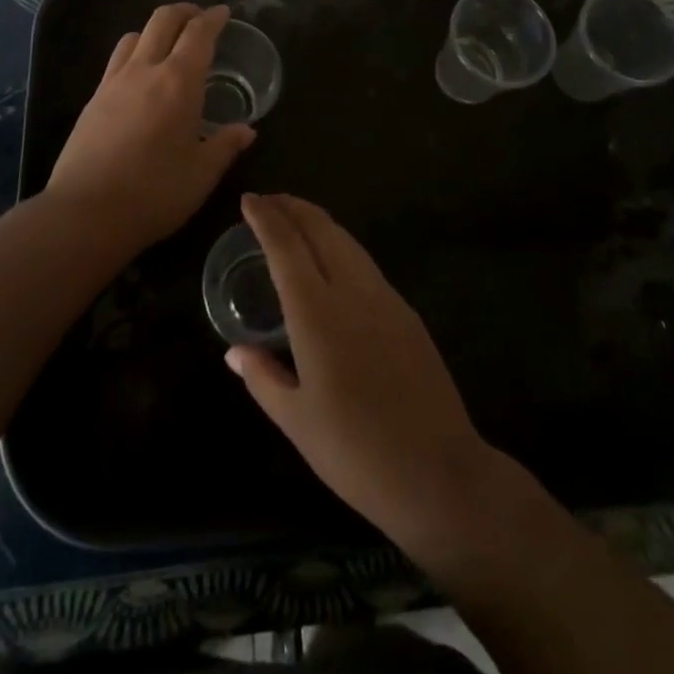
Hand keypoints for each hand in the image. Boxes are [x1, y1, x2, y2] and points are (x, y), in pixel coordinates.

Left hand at [44, 4, 255, 253]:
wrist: (85, 214)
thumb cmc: (154, 193)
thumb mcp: (201, 174)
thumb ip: (226, 146)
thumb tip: (247, 131)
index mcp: (178, 82)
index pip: (198, 34)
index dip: (214, 18)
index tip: (224, 13)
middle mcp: (144, 71)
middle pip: (162, 20)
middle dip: (185, 11)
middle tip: (201, 19)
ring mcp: (113, 82)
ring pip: (135, 35)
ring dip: (156, 30)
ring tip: (169, 46)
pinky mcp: (92, 99)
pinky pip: (117, 60)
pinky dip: (135, 52)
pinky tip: (141, 77)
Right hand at [226, 193, 497, 551]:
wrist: (438, 472)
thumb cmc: (355, 452)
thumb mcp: (296, 421)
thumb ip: (262, 377)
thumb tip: (234, 351)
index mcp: (317, 313)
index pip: (286, 246)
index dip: (266, 218)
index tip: (248, 200)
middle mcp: (352, 291)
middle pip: (321, 229)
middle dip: (292, 207)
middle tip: (268, 201)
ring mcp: (386, 298)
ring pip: (347, 241)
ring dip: (318, 222)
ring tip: (296, 220)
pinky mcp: (407, 313)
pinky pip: (365, 263)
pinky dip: (340, 246)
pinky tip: (332, 261)